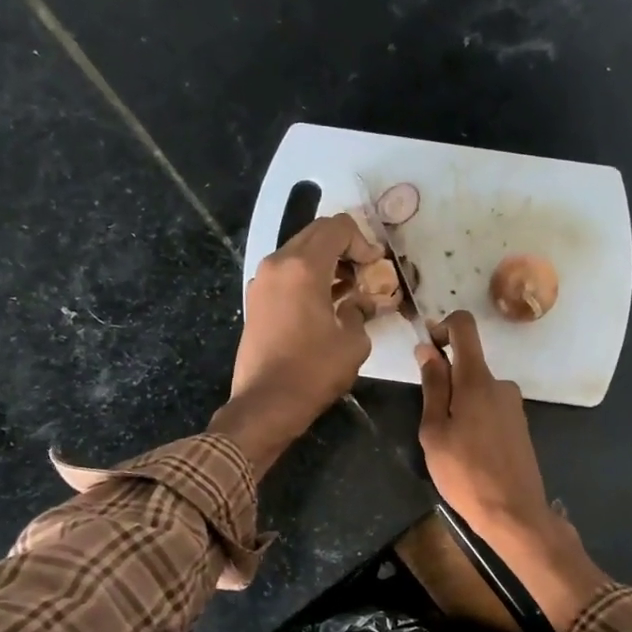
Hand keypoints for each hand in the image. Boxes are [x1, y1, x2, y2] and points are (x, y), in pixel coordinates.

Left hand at [211, 213, 382, 474]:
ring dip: (326, 262)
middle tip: (365, 273)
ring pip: (298, 253)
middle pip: (315, 234)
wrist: (265, 404)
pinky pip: (286, 274)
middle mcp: (277, 264)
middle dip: (344, 248)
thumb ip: (360, 312)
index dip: (363, 241)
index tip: (375, 266)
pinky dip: (307, 278)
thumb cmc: (313, 372)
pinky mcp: (255, 300)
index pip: (337, 228)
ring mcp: (261, 281)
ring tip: (349, 290)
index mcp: (303, 268)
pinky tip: (325, 303)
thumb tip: (360, 304)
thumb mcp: (353, 343)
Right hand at [417, 312, 608, 631]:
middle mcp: (500, 384)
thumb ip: (432, 387)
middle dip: (445, 381)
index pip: (464, 327)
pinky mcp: (519, 424)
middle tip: (431, 422)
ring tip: (450, 445)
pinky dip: (474, 418)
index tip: (427, 348)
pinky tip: (470, 453)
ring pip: (477, 390)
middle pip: (468, 363)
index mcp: (477, 381)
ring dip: (459, 405)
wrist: (514, 512)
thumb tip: (427, 349)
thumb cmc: (465, 474)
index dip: (442, 327)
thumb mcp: (435, 432)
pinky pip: (490, 407)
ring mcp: (513, 404)